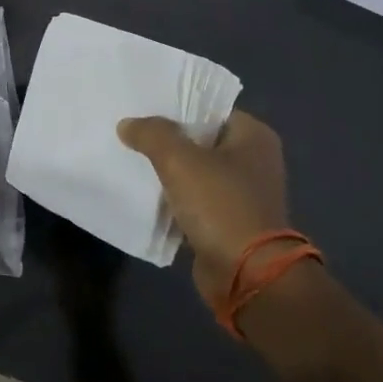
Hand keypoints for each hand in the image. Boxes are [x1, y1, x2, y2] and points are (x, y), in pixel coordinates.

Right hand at [117, 110, 292, 311]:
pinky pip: (194, 199)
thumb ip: (152, 134)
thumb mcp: (179, 160)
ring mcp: (243, 193)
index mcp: (254, 136)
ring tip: (130, 158)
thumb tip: (128, 124)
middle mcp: (254, 160)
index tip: (142, 107)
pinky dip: (173, 196)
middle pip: (200, 139)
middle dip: (167, 139)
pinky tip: (145, 191)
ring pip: (195, 171)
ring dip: (168, 169)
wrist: (247, 275)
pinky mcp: (229, 221)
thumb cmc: (221, 205)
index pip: (209, 109)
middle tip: (130, 131)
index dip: (176, 106)